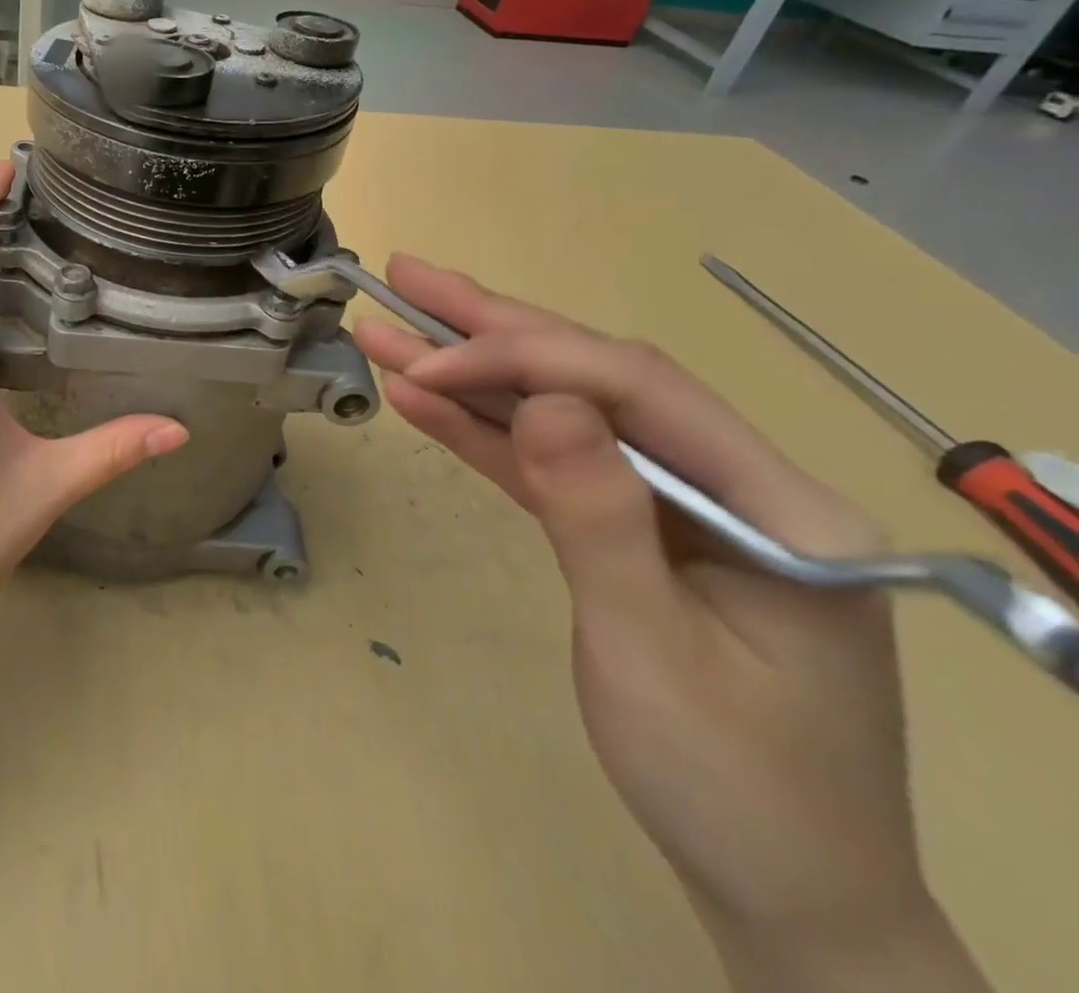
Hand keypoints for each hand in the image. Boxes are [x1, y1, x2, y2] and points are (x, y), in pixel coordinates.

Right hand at [355, 257, 984, 989]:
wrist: (778, 894)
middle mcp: (729, 481)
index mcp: (776, 504)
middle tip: (407, 276)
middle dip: (493, 326)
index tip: (429, 364)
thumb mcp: (654, 653)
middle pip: (594, 377)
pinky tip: (423, 401)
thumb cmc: (731, 788)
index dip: (525, 359)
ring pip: (559, 412)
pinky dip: (483, 432)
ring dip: (471, 372)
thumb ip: (599, 517)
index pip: (637, 388)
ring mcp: (672, 502)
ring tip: (393, 326)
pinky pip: (547, 463)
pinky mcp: (624, 525)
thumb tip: (542, 403)